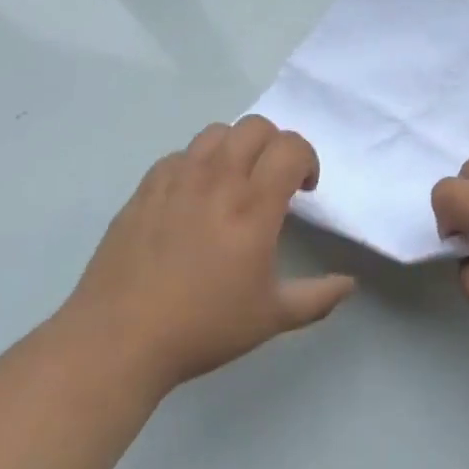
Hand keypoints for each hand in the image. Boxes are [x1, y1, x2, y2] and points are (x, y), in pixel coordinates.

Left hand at [62, 116, 355, 392]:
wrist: (117, 340)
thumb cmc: (202, 327)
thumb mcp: (271, 317)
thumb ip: (317, 297)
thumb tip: (350, 284)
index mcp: (253, 206)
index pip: (291, 147)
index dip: (307, 159)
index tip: (304, 189)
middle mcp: (218, 180)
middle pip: (256, 127)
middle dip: (275, 145)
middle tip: (273, 180)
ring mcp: (177, 180)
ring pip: (216, 132)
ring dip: (236, 147)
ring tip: (233, 181)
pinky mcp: (145, 189)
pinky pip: (179, 155)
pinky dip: (196, 164)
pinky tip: (193, 198)